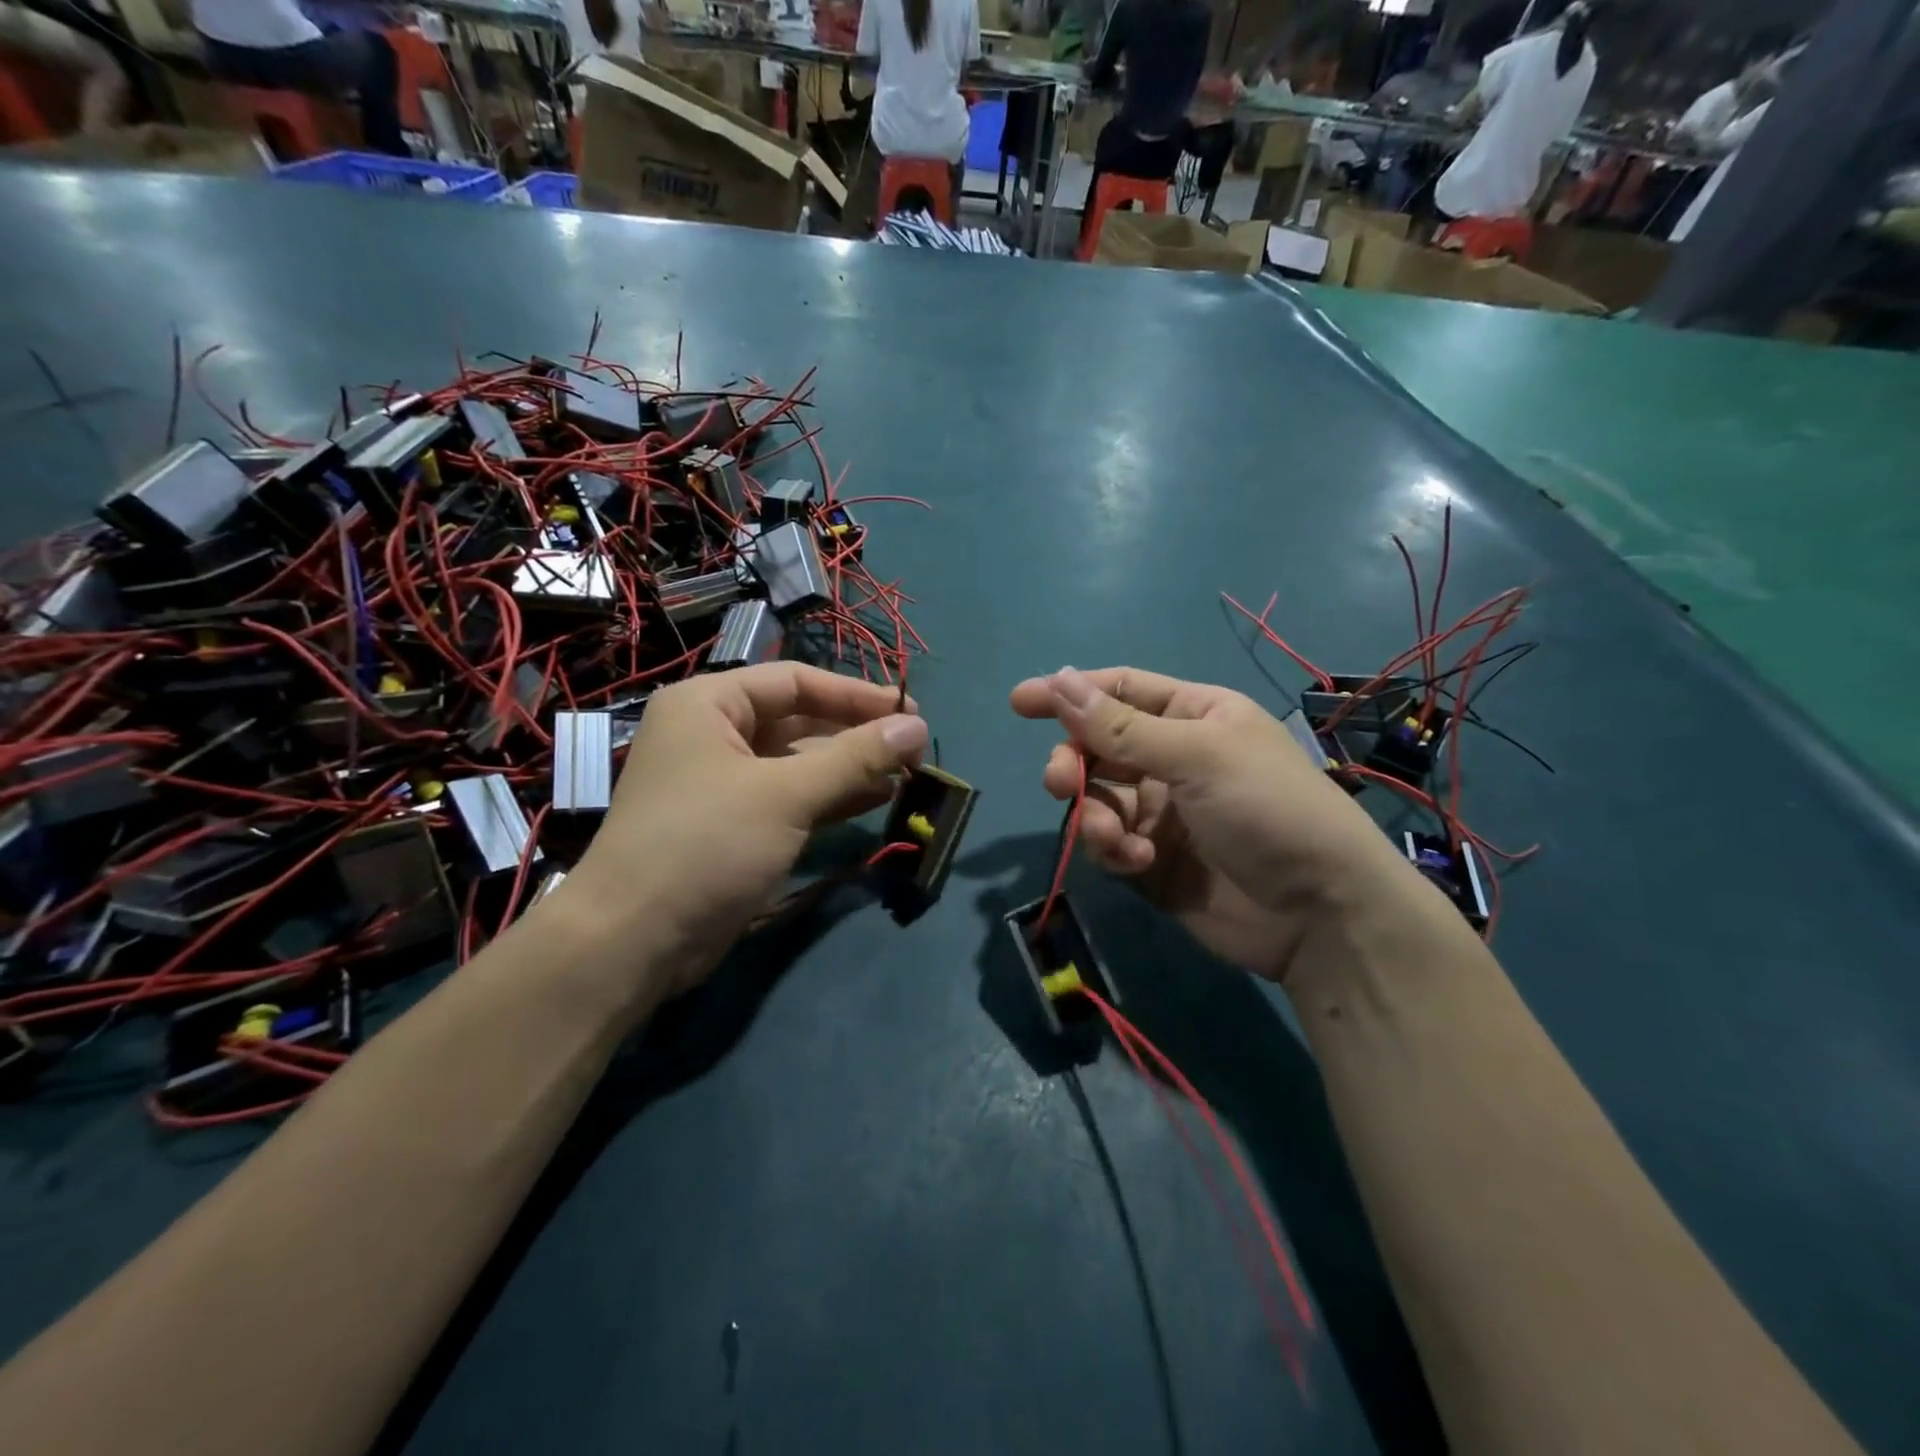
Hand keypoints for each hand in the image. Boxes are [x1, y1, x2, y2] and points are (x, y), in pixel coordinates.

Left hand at [566, 663, 926, 997]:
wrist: (633, 941)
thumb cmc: (705, 845)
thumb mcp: (785, 794)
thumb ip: (855, 757)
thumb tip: (918, 728)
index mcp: (709, 705)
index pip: (795, 681)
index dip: (855, 695)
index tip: (909, 712)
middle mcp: (713, 734)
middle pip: (799, 721)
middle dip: (856, 734)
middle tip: (912, 749)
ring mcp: (723, 782)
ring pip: (798, 762)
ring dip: (850, 768)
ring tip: (905, 776)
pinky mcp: (734, 825)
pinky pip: (791, 798)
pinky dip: (831, 798)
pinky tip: (874, 801)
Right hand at [1010, 666, 1402, 982]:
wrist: (1319, 914)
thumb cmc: (1267, 809)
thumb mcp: (1196, 756)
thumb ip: (1120, 726)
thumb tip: (1057, 679)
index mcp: (1194, 716)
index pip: (1120, 691)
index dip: (1070, 693)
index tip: (1019, 702)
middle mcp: (1173, 758)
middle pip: (1098, 746)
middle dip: (1074, 762)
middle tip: (1060, 782)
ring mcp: (1162, 811)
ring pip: (1097, 798)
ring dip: (1093, 815)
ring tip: (1112, 837)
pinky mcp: (1153, 860)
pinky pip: (1109, 844)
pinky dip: (1112, 851)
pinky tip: (1136, 863)